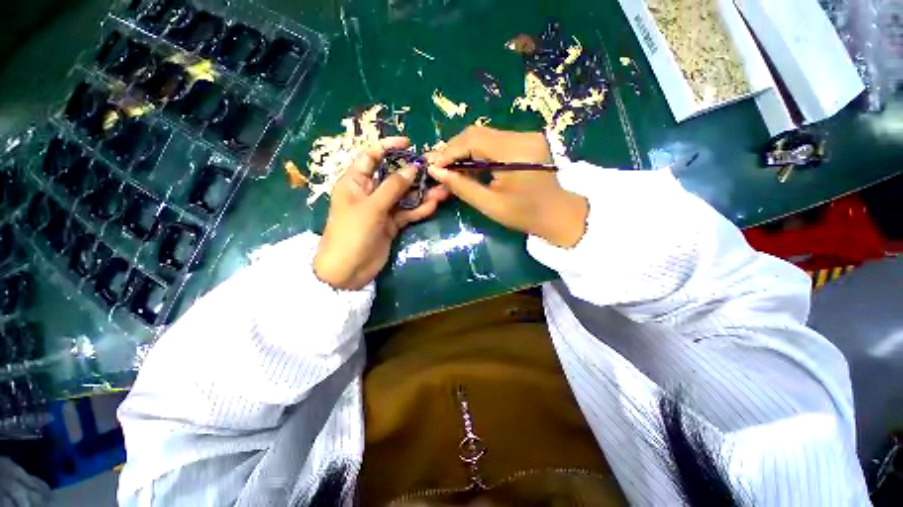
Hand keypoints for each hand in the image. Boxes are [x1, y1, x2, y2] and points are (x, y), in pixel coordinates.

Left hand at [314, 137, 448, 289]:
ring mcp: (382, 209)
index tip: (409, 143)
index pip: (371, 156)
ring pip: (404, 196)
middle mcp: (369, 192)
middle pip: (393, 176)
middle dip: (413, 173)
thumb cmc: (352, 233)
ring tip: (443, 189)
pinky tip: (434, 205)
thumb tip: (413, 167)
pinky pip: (407, 213)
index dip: (388, 146)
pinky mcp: (392, 224)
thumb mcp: (372, 207)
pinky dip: (420, 209)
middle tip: (434, 169)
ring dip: (422, 193)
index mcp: (355, 182)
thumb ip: (393, 187)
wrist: (348, 271)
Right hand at [425, 126, 587, 247]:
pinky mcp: (526, 140)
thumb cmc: (524, 215)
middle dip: (454, 149)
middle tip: (438, 165)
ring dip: (465, 150)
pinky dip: (478, 152)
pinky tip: (468, 165)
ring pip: (485, 135)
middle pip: (477, 133)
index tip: (433, 165)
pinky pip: (495, 141)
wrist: (558, 214)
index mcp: (515, 153)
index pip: (473, 140)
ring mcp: (526, 136)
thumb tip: (435, 171)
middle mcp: (522, 137)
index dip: (449, 151)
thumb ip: (461, 186)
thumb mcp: (490, 204)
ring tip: (450, 167)